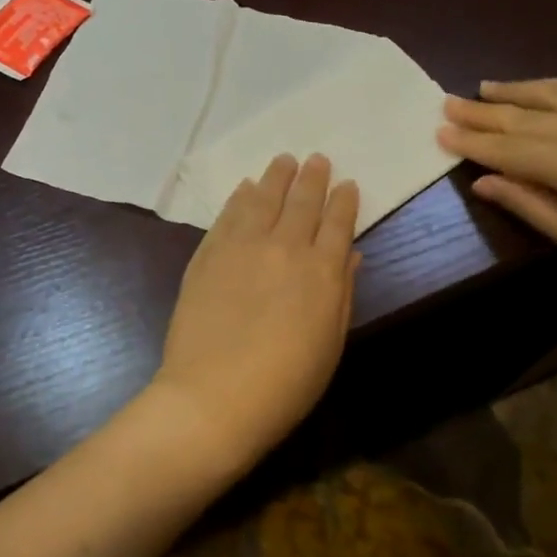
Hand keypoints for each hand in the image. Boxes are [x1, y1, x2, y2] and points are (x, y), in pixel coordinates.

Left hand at [151, 153, 360, 473]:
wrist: (214, 397)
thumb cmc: (285, 383)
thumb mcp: (329, 343)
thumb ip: (340, 293)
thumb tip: (349, 255)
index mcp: (322, 270)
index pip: (338, 223)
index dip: (344, 201)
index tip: (347, 184)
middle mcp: (284, 247)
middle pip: (301, 201)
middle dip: (312, 178)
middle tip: (316, 159)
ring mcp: (241, 247)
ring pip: (262, 199)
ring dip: (275, 177)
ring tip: (283, 161)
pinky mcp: (207, 255)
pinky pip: (227, 215)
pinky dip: (239, 197)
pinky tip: (245, 188)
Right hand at [438, 78, 556, 312]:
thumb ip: (527, 203)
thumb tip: (482, 182)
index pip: (510, 149)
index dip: (473, 142)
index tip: (439, 131)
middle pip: (529, 118)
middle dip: (485, 112)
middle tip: (448, 103)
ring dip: (522, 90)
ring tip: (489, 86)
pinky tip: (552, 86)